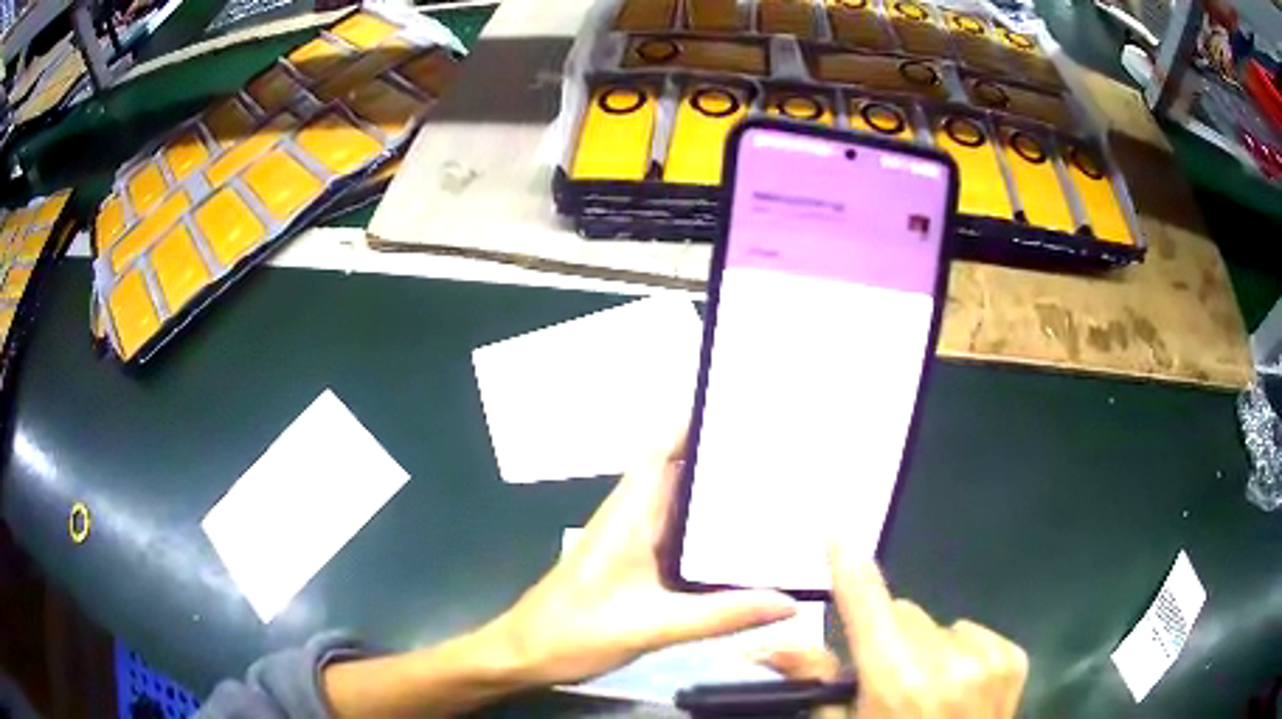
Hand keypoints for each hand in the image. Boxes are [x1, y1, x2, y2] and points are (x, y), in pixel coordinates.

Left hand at [486, 429, 797, 685]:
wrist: (525, 654)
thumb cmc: (576, 632)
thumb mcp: (652, 626)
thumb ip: (720, 615)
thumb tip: (790, 600)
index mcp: (631, 512)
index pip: (664, 447)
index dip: (699, 421)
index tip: (747, 407)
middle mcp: (633, 517)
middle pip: (681, 470)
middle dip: (725, 457)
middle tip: (784, 450)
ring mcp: (633, 542)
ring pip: (682, 505)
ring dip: (720, 495)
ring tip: (778, 489)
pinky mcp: (635, 566)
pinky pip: (680, 537)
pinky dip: (710, 533)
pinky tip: (744, 545)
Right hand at [760, 550, 1027, 718]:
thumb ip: (814, 682)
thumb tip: (767, 645)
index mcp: (897, 682)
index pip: (867, 607)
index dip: (850, 569)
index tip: (836, 532)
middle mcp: (947, 663)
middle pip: (904, 614)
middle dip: (889, 637)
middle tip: (888, 677)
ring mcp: (987, 658)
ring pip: (938, 625)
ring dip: (926, 648)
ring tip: (929, 689)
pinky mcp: (1013, 658)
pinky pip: (972, 634)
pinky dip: (960, 654)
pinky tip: (959, 687)